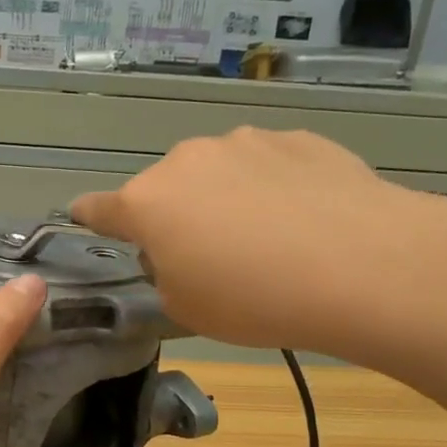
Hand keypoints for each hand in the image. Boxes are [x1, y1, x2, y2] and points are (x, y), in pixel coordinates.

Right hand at [70, 128, 446, 361]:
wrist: (363, 265)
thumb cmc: (254, 298)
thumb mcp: (186, 307)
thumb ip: (166, 274)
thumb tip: (180, 253)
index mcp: (148, 202)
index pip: (99, 208)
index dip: (89, 217)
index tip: (83, 218)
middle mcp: (187, 160)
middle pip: (165, 188)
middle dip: (174, 215)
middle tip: (206, 255)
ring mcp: (245, 143)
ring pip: (217, 172)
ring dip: (224, 197)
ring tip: (266, 237)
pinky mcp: (298, 138)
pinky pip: (267, 166)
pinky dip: (271, 187)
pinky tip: (304, 219)